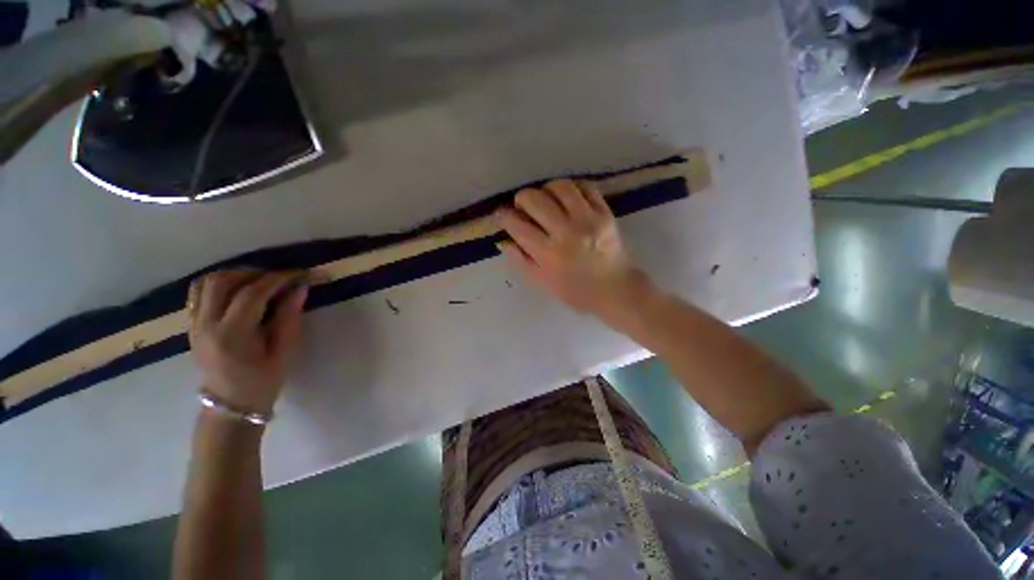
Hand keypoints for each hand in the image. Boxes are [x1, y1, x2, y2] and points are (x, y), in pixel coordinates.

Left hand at [187, 270, 308, 414]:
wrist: (230, 406)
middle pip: (222, 281)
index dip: (277, 279)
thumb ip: (289, 318)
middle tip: (279, 277)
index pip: (252, 294)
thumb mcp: (284, 352)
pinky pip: (199, 293)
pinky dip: (219, 284)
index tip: (299, 273)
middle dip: (253, 273)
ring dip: (234, 275)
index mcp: (231, 335)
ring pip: (206, 283)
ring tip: (259, 281)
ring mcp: (194, 325)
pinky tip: (238, 290)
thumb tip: (300, 289)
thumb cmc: (262, 383)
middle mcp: (206, 325)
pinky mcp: (192, 326)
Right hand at [496, 179, 647, 316]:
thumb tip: (502, 240)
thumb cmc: (576, 291)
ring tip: (546, 199)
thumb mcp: (543, 281)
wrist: (616, 290)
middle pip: (535, 199)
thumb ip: (521, 260)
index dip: (504, 216)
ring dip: (546, 189)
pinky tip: (567, 198)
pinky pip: (585, 187)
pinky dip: (572, 188)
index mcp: (548, 253)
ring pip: (560, 187)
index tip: (502, 214)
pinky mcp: (605, 213)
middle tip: (523, 206)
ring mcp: (588, 220)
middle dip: (522, 198)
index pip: (518, 226)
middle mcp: (566, 232)